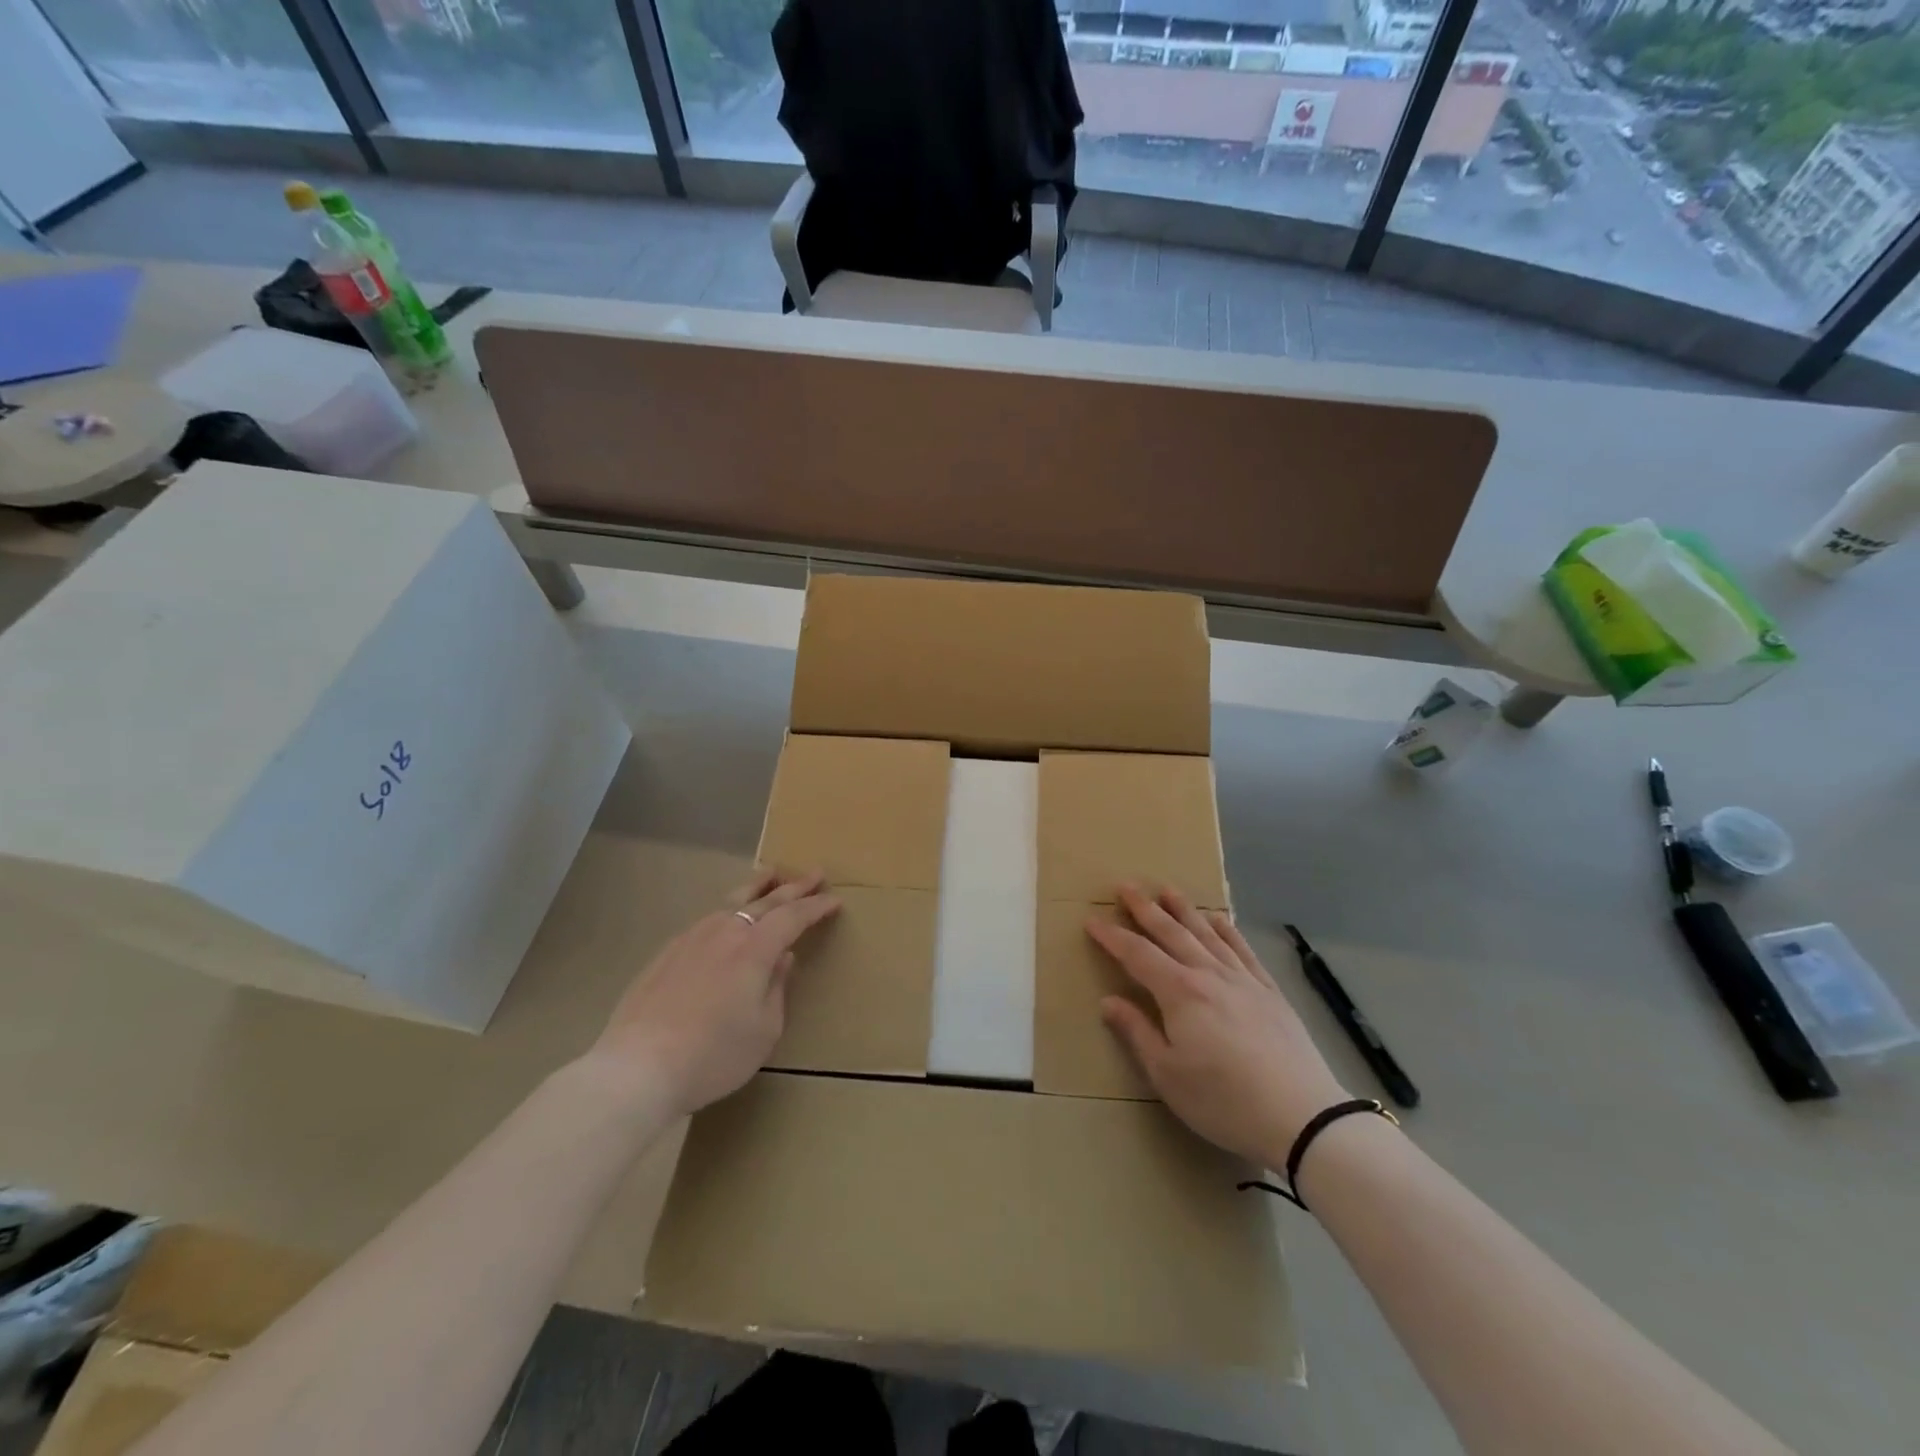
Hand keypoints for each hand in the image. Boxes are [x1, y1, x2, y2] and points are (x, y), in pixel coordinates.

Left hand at [581, 869, 840, 1118]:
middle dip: (794, 886)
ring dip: (758, 887)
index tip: (834, 900)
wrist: (637, 1068)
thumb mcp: (764, 1030)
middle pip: (766, 900)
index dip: (816, 907)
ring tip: (771, 874)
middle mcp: (725, 932)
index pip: (793, 917)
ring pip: (732, 901)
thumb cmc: (713, 1055)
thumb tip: (783, 959)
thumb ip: (777, 988)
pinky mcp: (667, 952)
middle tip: (815, 874)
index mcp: (755, 949)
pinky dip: (728, 908)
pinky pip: (708, 918)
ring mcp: (692, 938)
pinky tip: (727, 915)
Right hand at [1089, 884, 1347, 1168]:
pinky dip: (1227, 930)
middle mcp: (1208, 974)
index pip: (1137, 954)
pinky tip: (1219, 919)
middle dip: (1144, 908)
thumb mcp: (1167, 1074)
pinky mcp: (1270, 991)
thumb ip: (1137, 1032)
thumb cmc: (1223, 1100)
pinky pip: (1242, 949)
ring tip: (1167, 890)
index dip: (1112, 936)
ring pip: (1206, 933)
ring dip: (1183, 909)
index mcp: (1179, 992)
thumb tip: (1109, 1001)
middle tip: (1125, 886)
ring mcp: (1243, 979)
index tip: (1092, 920)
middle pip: (1171, 932)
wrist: (1301, 1116)